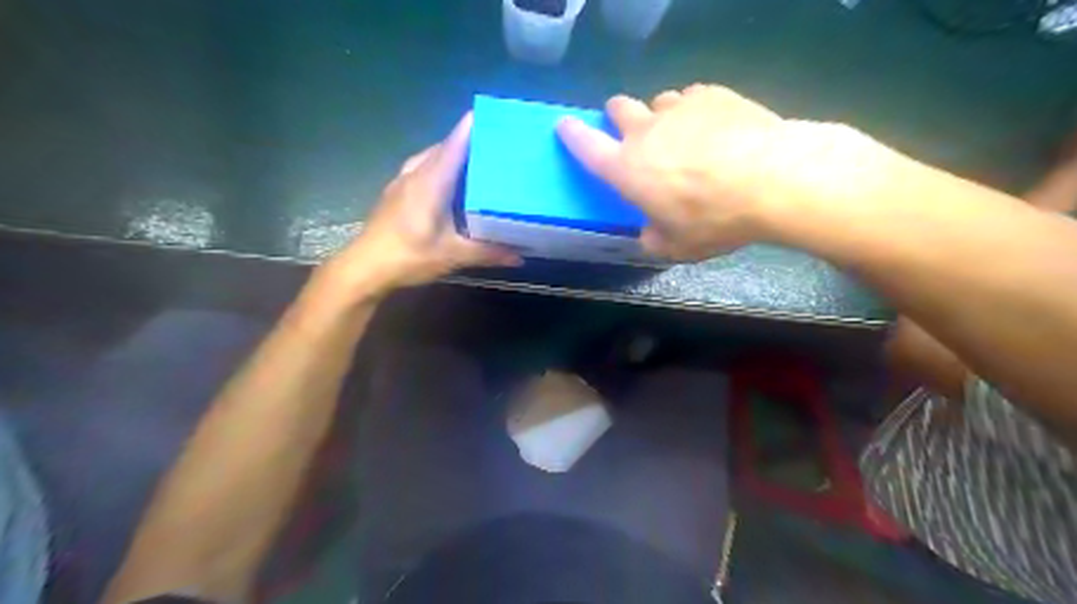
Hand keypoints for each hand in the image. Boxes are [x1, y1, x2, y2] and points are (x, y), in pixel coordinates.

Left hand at [317, 113, 520, 302]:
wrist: (365, 267)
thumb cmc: (408, 256)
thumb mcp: (453, 255)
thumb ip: (488, 252)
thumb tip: (520, 255)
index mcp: (431, 180)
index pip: (455, 143)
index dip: (474, 127)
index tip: (497, 116)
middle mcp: (416, 173)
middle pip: (445, 147)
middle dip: (470, 142)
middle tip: (498, 146)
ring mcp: (402, 181)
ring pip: (431, 157)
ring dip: (453, 155)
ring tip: (478, 163)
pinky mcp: (396, 193)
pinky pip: (422, 169)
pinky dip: (440, 169)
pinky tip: (450, 185)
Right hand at [559, 83, 888, 258]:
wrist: (771, 178)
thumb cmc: (713, 218)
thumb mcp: (677, 247)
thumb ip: (653, 240)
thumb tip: (648, 234)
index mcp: (626, 168)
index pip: (585, 145)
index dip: (571, 135)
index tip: (564, 126)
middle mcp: (645, 132)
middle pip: (619, 108)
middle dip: (619, 117)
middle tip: (635, 135)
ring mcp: (678, 108)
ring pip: (657, 102)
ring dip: (661, 116)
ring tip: (682, 136)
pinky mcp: (711, 94)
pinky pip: (692, 97)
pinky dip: (695, 111)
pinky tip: (715, 129)